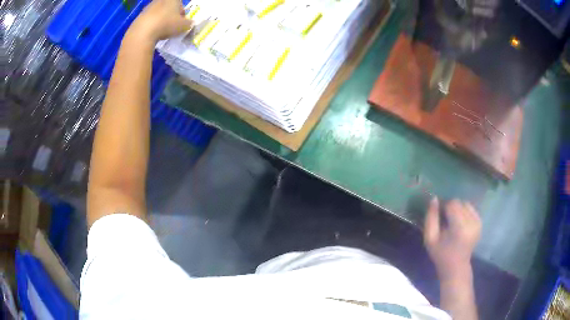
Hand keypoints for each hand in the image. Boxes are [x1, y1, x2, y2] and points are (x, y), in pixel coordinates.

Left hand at [128, 0, 192, 43]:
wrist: (142, 32)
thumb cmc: (166, 24)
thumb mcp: (184, 26)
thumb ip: (189, 23)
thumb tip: (190, 23)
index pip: (180, 3)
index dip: (181, 13)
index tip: (181, 21)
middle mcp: (160, 0)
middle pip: (168, 7)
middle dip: (170, 16)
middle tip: (172, 26)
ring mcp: (148, 8)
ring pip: (158, 13)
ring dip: (160, 20)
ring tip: (161, 32)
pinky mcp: (139, 16)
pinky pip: (148, 20)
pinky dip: (151, 26)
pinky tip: (152, 34)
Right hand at [424, 197, 480, 280]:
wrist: (456, 266)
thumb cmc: (441, 254)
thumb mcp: (430, 239)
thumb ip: (431, 218)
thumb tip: (434, 199)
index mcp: (459, 227)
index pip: (452, 204)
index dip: (443, 206)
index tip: (439, 215)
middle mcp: (472, 222)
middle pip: (459, 203)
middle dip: (451, 207)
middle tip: (445, 220)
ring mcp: (478, 222)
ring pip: (466, 204)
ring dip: (458, 209)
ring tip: (453, 221)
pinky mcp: (480, 223)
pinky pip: (471, 209)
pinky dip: (464, 212)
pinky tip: (460, 222)